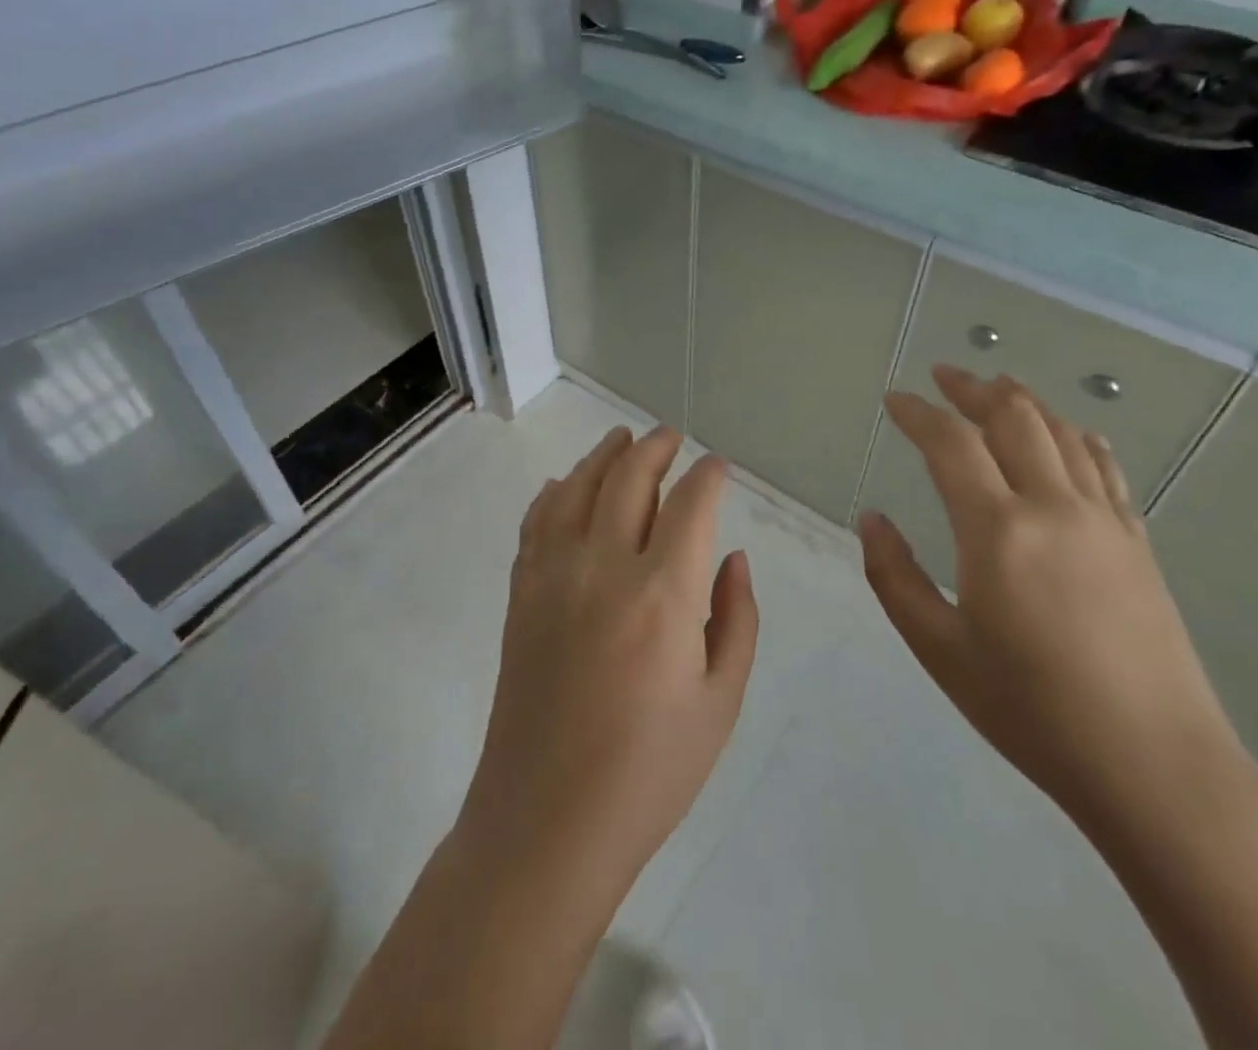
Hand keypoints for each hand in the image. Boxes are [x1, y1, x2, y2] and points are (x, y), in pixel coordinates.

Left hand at [458, 426, 758, 902]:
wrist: (547, 819)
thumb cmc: (649, 771)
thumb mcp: (720, 702)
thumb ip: (736, 619)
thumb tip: (732, 557)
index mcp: (663, 593)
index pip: (691, 504)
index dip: (709, 476)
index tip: (719, 466)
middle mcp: (604, 566)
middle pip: (629, 477)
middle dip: (655, 447)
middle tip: (671, 437)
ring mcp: (553, 574)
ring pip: (578, 487)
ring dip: (604, 455)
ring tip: (621, 438)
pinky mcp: (522, 592)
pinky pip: (537, 520)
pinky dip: (556, 492)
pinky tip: (566, 485)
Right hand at [859, 367, 1257, 836]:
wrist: (1157, 768)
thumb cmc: (1032, 711)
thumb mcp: (940, 650)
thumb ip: (895, 576)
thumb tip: (872, 518)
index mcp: (998, 531)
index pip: (951, 443)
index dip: (919, 413)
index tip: (895, 398)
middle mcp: (1054, 507)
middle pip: (1013, 418)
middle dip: (973, 388)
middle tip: (943, 375)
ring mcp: (1104, 521)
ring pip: (1062, 432)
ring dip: (1023, 401)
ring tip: (996, 385)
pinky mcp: (1137, 543)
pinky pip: (1104, 466)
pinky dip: (1076, 435)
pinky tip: (1068, 433)